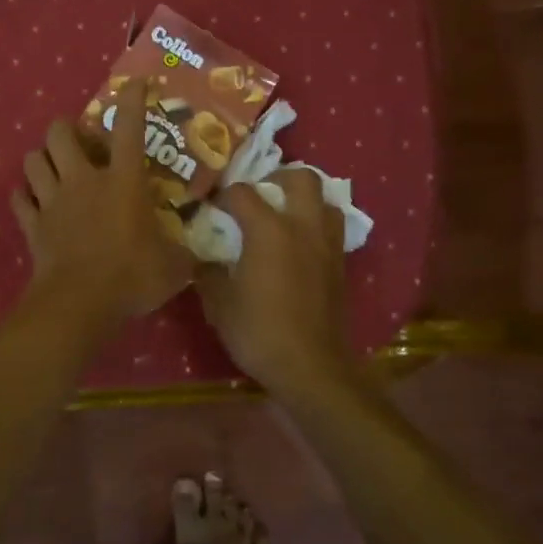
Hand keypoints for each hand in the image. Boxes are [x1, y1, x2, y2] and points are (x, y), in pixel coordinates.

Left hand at [11, 75, 191, 324]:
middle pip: (60, 134)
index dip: (132, 101)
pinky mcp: (33, 225)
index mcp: (123, 182)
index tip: (135, 83)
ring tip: (54, 167)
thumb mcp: (174, 267)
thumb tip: (207, 256)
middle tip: (79, 142)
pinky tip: (33, 200)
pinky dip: (25, 196)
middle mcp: (84, 181)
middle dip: (66, 129)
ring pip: (33, 160)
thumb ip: (188, 255)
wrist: (80, 304)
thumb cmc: (132, 277)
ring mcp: (53, 201)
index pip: (129, 129)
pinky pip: (20, 200)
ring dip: (42, 158)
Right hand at [195, 170, 353, 396]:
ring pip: (325, 200)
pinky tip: (298, 245)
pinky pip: (332, 228)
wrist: (310, 366)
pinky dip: (316, 225)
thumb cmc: (259, 332)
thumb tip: (201, 259)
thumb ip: (208, 273)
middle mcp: (303, 227)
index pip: (242, 193)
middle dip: (278, 177)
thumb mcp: (220, 305)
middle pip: (301, 178)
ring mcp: (327, 244)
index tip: (210, 207)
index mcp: (269, 230)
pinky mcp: (340, 264)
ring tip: (285, 214)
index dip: (222, 195)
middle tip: (260, 192)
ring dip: (305, 199)